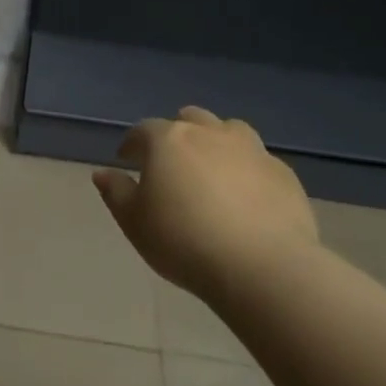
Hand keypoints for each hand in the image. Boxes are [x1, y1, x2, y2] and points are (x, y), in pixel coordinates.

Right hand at [93, 107, 319, 305]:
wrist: (261, 265)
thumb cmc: (183, 241)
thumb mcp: (134, 222)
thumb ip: (116, 192)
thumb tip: (102, 172)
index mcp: (169, 140)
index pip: (143, 131)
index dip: (132, 144)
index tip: (126, 160)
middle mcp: (210, 133)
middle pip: (190, 119)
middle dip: (176, 134)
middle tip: (171, 161)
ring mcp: (252, 149)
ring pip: (229, 131)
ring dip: (216, 142)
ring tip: (211, 169)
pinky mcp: (283, 172)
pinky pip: (257, 160)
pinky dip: (246, 169)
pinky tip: (245, 195)